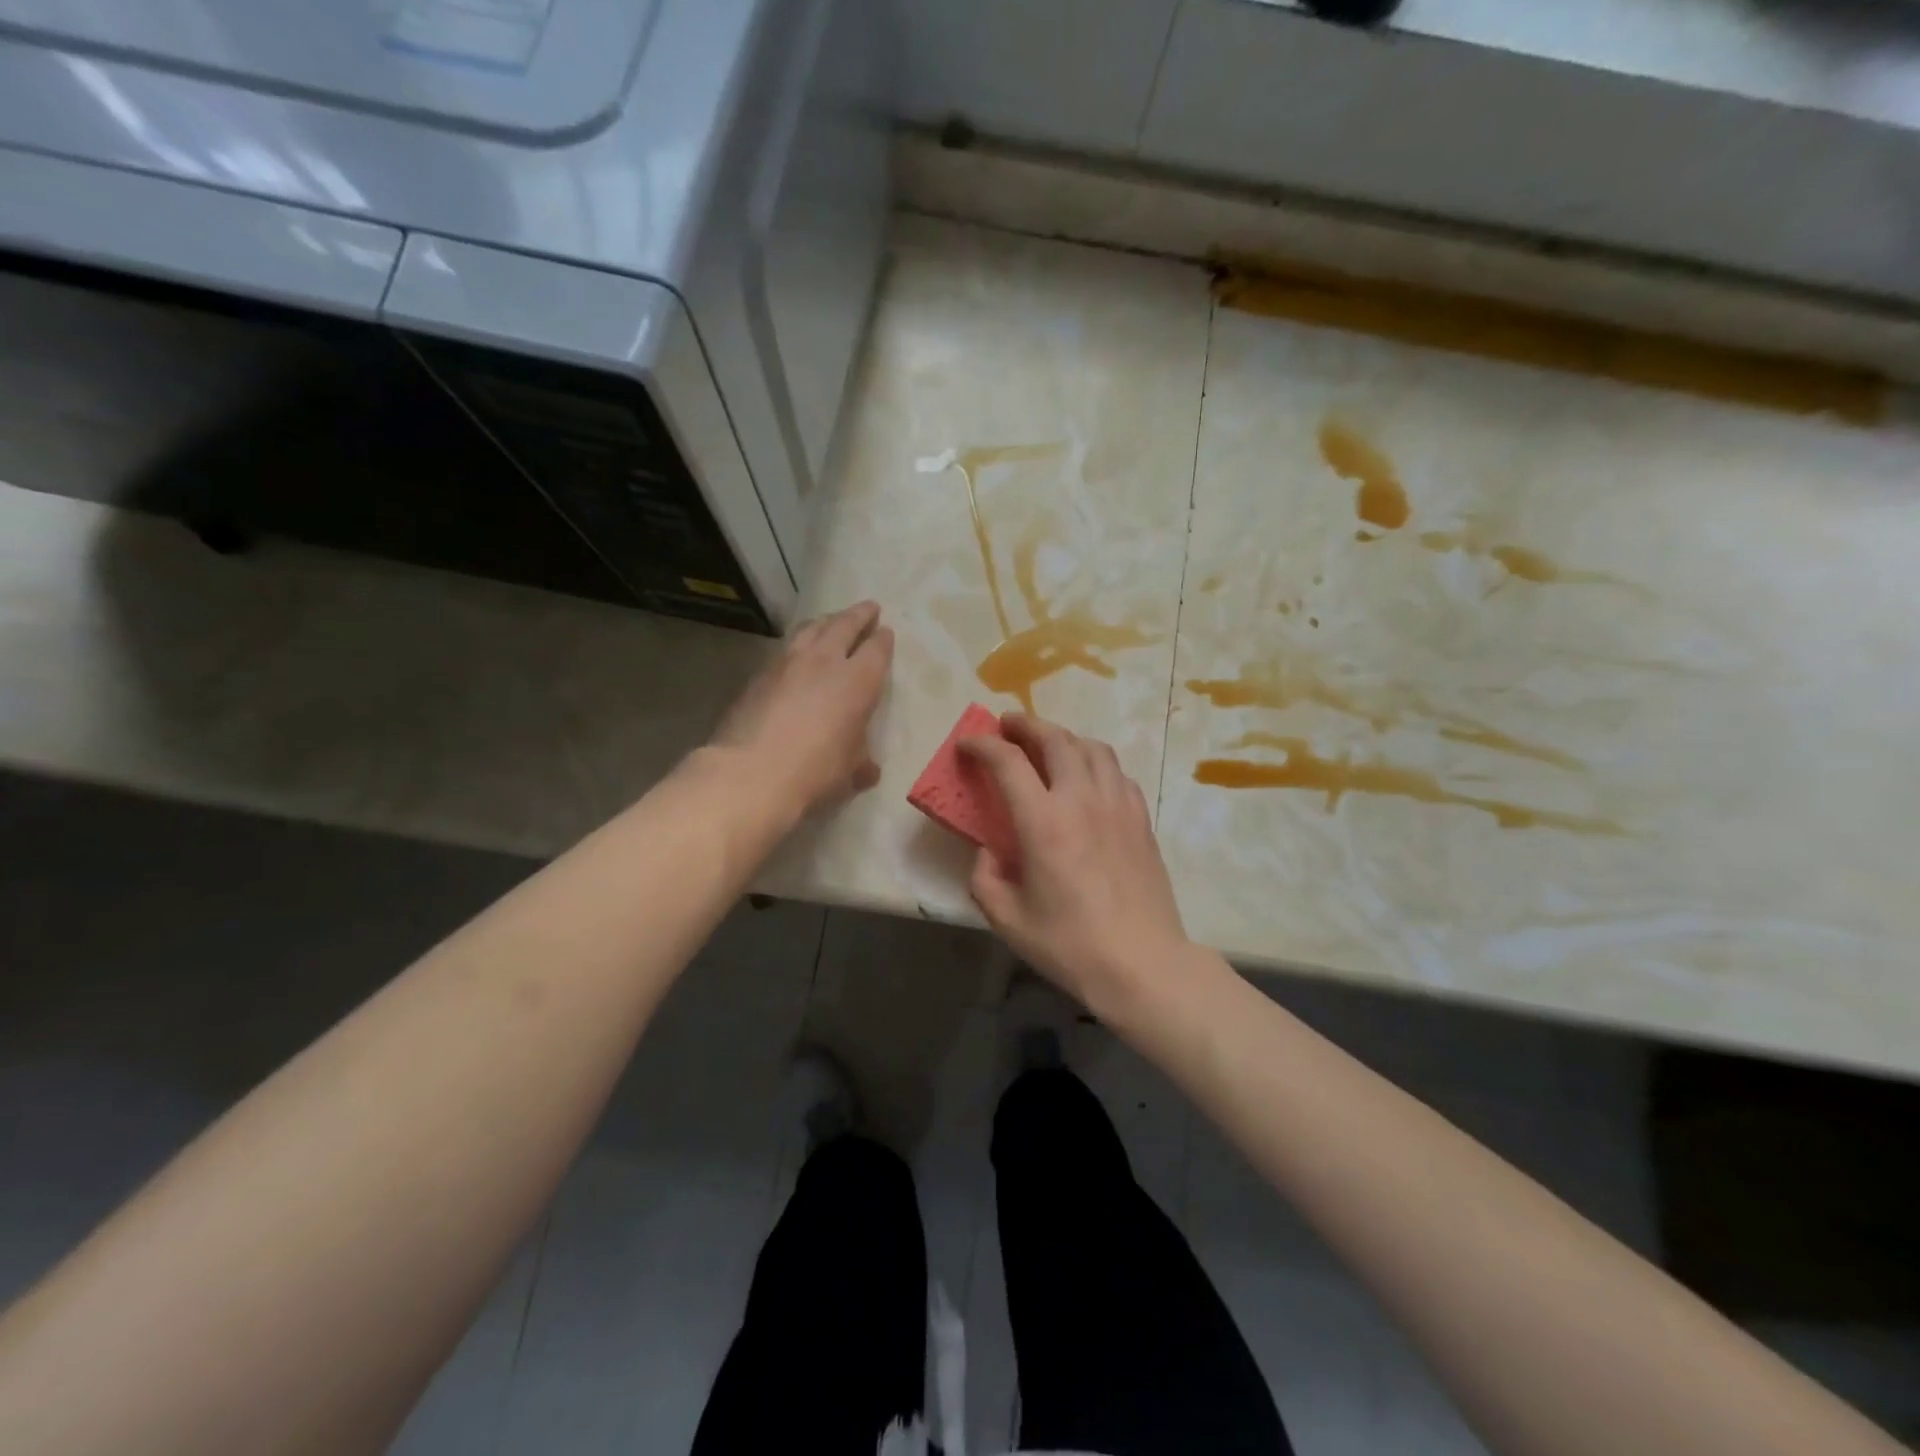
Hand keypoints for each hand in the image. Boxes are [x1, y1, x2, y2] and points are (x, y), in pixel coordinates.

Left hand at [710, 600, 893, 817]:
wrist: (751, 772)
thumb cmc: (815, 771)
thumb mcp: (849, 771)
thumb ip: (861, 762)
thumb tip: (869, 770)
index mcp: (858, 681)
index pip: (876, 649)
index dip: (883, 639)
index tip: (885, 631)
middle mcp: (825, 661)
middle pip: (844, 625)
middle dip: (859, 614)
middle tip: (868, 608)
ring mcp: (788, 662)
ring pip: (811, 628)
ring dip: (826, 621)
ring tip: (831, 621)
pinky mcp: (760, 673)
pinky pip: (786, 647)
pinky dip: (798, 642)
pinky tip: (797, 652)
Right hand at [959, 713, 1189, 1015]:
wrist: (1142, 964)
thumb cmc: (1069, 945)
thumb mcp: (1007, 919)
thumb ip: (984, 877)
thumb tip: (988, 851)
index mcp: (1043, 821)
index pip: (1008, 762)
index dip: (983, 745)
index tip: (968, 743)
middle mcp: (1082, 799)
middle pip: (1055, 738)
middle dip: (1026, 724)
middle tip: (1007, 725)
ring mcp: (1118, 805)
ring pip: (1092, 748)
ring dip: (1064, 737)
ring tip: (1048, 745)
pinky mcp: (1141, 819)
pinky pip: (1116, 772)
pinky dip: (1095, 762)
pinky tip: (1087, 779)